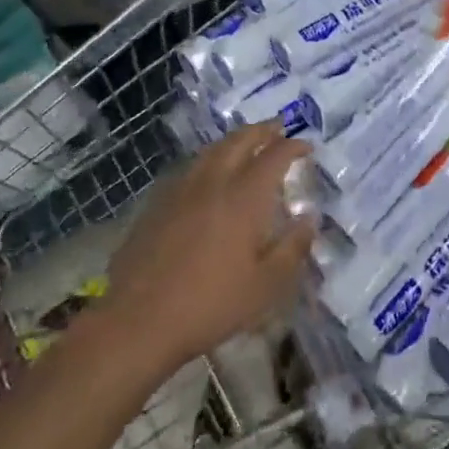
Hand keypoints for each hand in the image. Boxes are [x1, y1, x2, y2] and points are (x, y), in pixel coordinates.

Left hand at [103, 124, 315, 375]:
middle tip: (278, 128)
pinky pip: (191, 167)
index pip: (274, 156)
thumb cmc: (210, 305)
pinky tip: (209, 174)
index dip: (293, 146)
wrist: (138, 320)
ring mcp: (182, 188)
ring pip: (213, 149)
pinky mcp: (158, 202)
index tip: (306, 147)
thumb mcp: (265, 287)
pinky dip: (210, 159)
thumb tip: (310, 218)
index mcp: (244, 196)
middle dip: (263, 130)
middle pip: (240, 140)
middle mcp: (214, 181)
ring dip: (235, 140)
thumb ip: (292, 248)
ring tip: (246, 143)